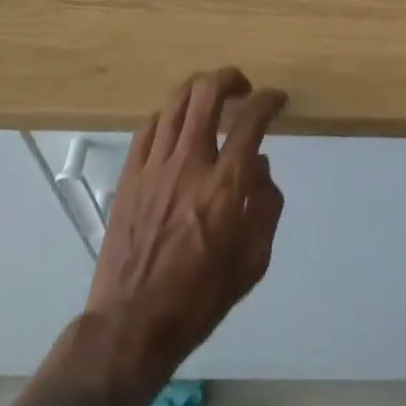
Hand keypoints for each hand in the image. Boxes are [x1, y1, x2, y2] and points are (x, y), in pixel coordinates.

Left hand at [87, 68, 287, 368]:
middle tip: (242, 87)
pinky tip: (178, 123)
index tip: (276, 99)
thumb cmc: (199, 299)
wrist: (131, 327)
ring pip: (176, 102)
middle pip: (207, 94)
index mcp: (224, 187)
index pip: (251, 120)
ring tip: (211, 97)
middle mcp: (189, 165)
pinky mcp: (129, 176)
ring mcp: (154, 167)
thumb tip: (261, 164)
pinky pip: (149, 127)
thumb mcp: (253, 262)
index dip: (268, 100)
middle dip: (230, 78)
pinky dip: (170, 115)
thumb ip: (266, 205)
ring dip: (199, 89)